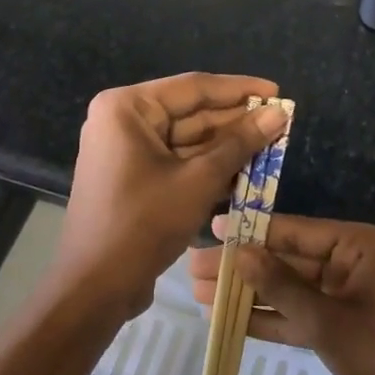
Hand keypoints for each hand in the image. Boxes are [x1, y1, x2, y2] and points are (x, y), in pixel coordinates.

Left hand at [52, 74, 287, 325]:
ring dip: (226, 147)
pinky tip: (246, 172)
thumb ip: (240, 143)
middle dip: (236, 122)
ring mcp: (126, 150)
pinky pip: (177, 161)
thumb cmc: (144, 223)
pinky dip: (208, 167)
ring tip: (271, 147)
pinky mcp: (134, 177)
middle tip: (280, 123)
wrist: (95, 287)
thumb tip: (278, 112)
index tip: (277, 91)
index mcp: (127, 107)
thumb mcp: (198, 180)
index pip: (194, 87)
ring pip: (187, 140)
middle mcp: (123, 120)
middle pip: (190, 113)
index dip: (240, 89)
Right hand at [187, 216, 374, 374]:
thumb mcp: (327, 321)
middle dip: (243, 267)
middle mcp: (354, 263)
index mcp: (362, 246)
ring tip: (199, 293)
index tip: (212, 228)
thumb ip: (281, 286)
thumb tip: (238, 252)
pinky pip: (300, 314)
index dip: (251, 231)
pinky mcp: (343, 326)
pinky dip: (270, 318)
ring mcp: (348, 296)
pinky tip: (229, 319)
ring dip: (249, 294)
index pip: (297, 230)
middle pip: (289, 260)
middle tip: (193, 267)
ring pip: (290, 289)